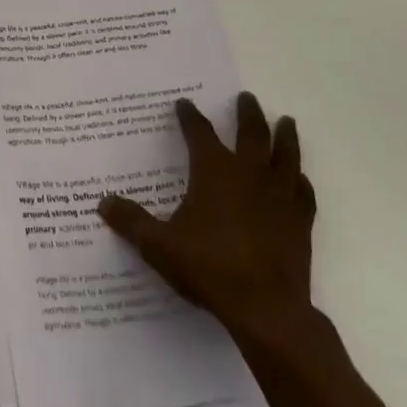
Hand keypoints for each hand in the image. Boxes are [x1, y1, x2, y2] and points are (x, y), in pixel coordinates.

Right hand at [100, 94, 317, 351]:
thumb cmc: (209, 268)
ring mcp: (279, 197)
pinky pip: (303, 194)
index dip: (190, 117)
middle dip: (247, 114)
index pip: (199, 133)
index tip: (184, 104)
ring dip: (285, 137)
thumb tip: (103, 203)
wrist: (266, 310)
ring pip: (285, 156)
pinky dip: (301, 182)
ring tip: (286, 122)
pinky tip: (300, 179)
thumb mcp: (159, 245)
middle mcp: (248, 174)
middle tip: (246, 97)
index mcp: (214, 171)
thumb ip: (131, 222)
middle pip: (251, 133)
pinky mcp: (300, 223)